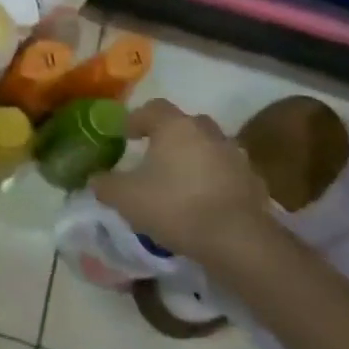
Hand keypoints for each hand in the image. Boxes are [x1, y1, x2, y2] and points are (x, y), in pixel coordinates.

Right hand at [91, 100, 270, 262]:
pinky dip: (215, 179)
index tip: (125, 135)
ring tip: (180, 180)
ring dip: (194, 157)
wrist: (236, 240)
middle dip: (169, 135)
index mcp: (175, 127)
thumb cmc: (174, 207)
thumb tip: (95, 179)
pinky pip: (227, 172)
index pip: (153, 108)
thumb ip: (105, 184)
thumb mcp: (125, 198)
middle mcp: (207, 132)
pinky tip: (204, 200)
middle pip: (185, 124)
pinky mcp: (253, 181)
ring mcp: (235, 155)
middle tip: (154, 155)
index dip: (136, 119)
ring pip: (208, 147)